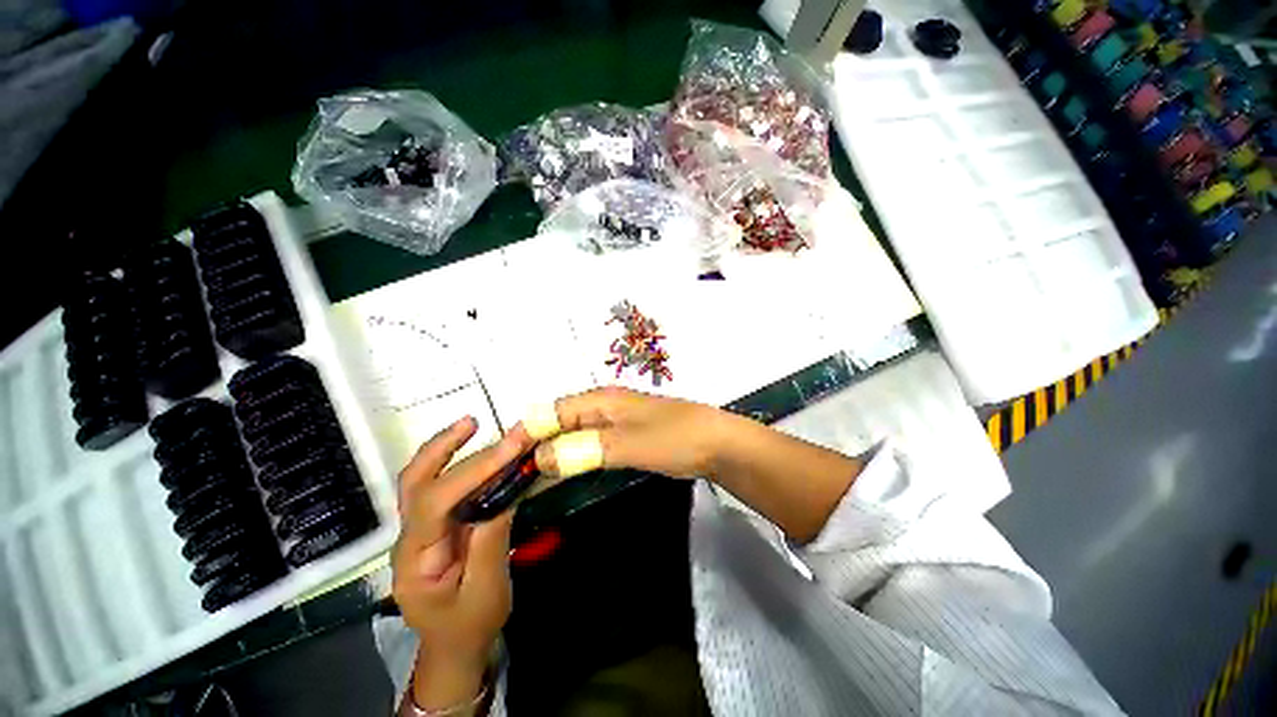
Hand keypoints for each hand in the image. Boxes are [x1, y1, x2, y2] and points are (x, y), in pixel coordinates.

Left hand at [391, 417, 533, 709]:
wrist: (454, 645)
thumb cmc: (469, 624)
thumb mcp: (486, 590)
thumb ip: (491, 540)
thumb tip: (506, 490)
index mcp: (415, 560)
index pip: (436, 504)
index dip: (474, 471)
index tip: (512, 448)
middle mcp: (409, 538)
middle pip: (414, 484)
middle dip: (443, 449)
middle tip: (474, 422)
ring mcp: (420, 530)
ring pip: (421, 481)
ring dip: (445, 449)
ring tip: (472, 424)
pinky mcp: (436, 525)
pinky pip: (442, 488)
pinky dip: (458, 463)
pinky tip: (475, 449)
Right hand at [530, 387, 862, 541]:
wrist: (716, 443)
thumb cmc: (673, 438)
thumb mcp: (625, 444)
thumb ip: (582, 450)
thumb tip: (540, 458)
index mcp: (601, 400)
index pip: (552, 411)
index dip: (529, 432)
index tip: (507, 460)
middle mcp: (604, 406)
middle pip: (561, 422)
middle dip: (539, 445)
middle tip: (517, 477)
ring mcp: (616, 421)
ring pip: (575, 434)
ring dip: (557, 453)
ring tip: (535, 480)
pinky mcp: (627, 437)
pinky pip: (592, 445)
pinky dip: (577, 457)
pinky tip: (568, 473)